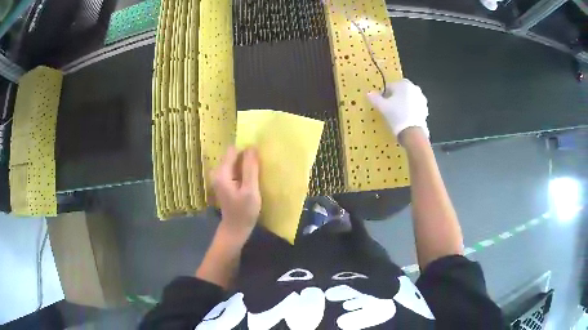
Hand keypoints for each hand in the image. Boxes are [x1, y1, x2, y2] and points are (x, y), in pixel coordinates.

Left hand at [211, 146, 260, 241]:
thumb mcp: (250, 190)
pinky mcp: (223, 182)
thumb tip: (252, 147)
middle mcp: (217, 172)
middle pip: (232, 155)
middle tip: (257, 170)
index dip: (246, 151)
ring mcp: (219, 177)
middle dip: (245, 158)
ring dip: (244, 165)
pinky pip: (233, 169)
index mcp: (222, 173)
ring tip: (254, 176)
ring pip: (233, 162)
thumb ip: (251, 168)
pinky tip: (248, 181)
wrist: (235, 228)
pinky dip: (241, 171)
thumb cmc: (244, 211)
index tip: (257, 161)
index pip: (233, 150)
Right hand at [367, 79, 429, 140]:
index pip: (390, 86)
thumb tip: (369, 93)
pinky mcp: (425, 109)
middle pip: (401, 91)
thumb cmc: (396, 115)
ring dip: (403, 104)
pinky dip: (410, 110)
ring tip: (397, 115)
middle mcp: (414, 88)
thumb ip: (375, 98)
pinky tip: (405, 119)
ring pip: (408, 99)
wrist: (413, 133)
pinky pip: (415, 107)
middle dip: (395, 98)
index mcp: (403, 84)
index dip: (384, 95)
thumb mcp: (382, 107)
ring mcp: (421, 99)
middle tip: (389, 109)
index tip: (381, 104)